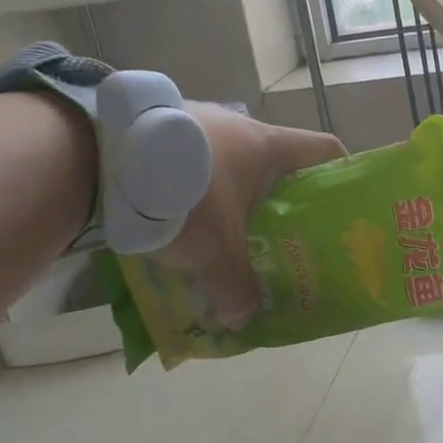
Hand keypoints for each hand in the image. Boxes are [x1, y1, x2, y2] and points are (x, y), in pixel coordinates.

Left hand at [154, 105, 344, 326]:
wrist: (100, 156)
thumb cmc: (183, 194)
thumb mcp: (213, 251)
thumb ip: (234, 287)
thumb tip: (242, 321)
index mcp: (268, 146)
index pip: (325, 150)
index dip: (341, 174)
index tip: (341, 206)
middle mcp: (240, 127)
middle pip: (280, 163)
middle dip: (285, 200)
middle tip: (284, 236)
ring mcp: (200, 122)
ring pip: (235, 164)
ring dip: (238, 196)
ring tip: (229, 233)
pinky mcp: (164, 130)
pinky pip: (197, 161)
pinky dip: (200, 188)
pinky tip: (182, 216)